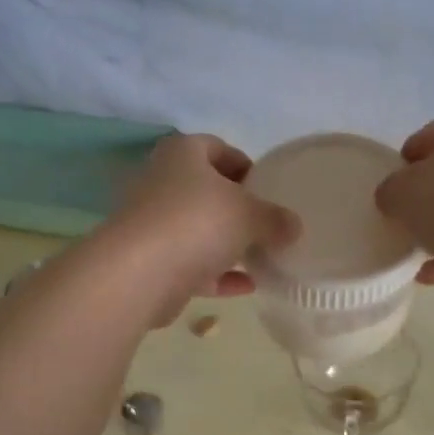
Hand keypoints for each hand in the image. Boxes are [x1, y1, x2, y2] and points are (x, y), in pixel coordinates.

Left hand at [109, 133, 298, 324]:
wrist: (140, 273)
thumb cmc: (197, 223)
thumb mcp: (250, 215)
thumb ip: (275, 218)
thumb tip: (293, 226)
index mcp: (183, 154)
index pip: (218, 148)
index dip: (246, 166)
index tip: (269, 190)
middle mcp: (162, 182)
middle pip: (207, 191)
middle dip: (238, 210)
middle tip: (268, 226)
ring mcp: (152, 223)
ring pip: (198, 230)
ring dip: (228, 245)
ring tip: (262, 258)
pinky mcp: (150, 261)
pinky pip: (191, 264)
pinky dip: (217, 274)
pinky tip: (247, 287)